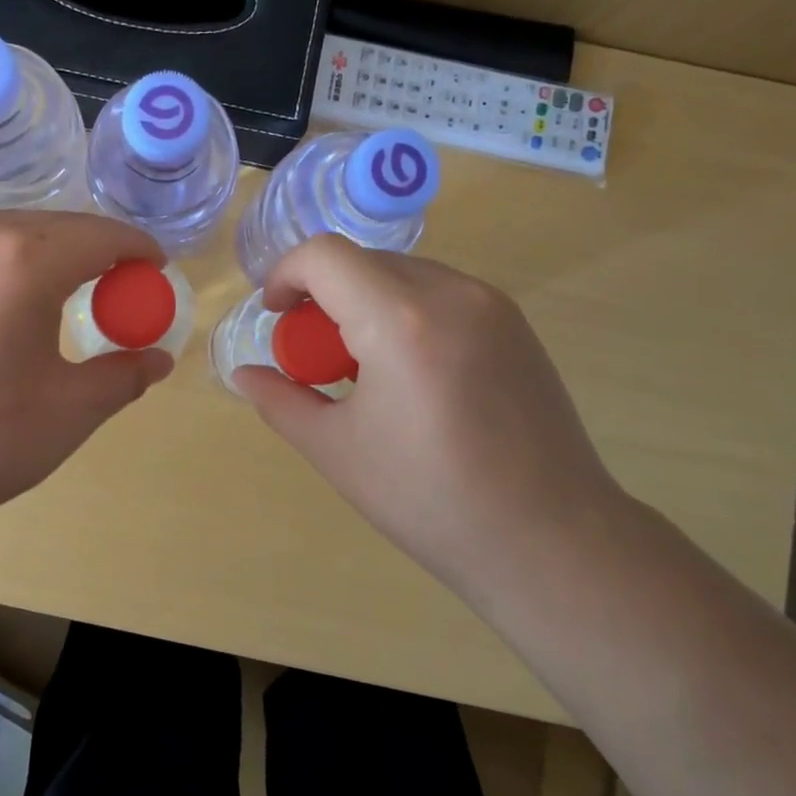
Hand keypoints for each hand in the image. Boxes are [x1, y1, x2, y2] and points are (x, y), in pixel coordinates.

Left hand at [0, 210, 173, 536]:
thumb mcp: (70, 410)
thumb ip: (123, 375)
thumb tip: (158, 360)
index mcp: (23, 261)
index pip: (99, 236)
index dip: (135, 249)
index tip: (155, 267)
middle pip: (50, 225)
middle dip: (91, 246)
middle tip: (112, 282)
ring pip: (0, 233)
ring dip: (39, 251)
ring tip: (54, 289)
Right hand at [233, 235, 624, 590]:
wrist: (552, 540)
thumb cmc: (430, 499)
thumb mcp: (336, 451)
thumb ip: (280, 400)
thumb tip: (243, 375)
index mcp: (400, 321)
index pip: (324, 255)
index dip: (285, 274)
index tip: (276, 316)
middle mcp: (451, 293)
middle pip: (362, 261)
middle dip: (323, 295)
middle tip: (316, 356)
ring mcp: (491, 304)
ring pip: (402, 273)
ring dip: (364, 301)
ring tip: (364, 367)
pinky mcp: (515, 323)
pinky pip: (439, 292)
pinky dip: (405, 311)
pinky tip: (411, 373)